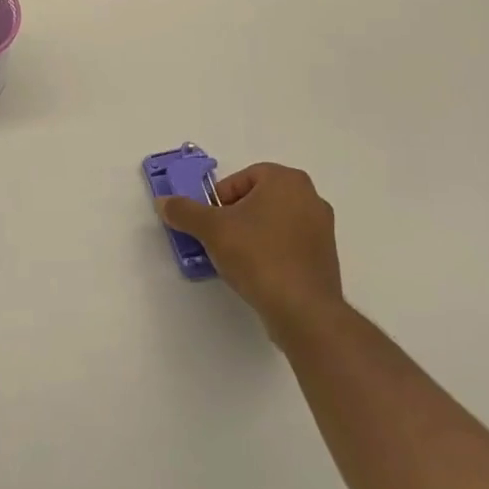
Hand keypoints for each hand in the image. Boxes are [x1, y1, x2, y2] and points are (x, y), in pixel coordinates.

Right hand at [159, 162, 344, 345]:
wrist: (303, 310)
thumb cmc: (258, 256)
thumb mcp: (211, 229)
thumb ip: (184, 211)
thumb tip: (164, 202)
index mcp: (286, 180)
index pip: (241, 179)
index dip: (220, 200)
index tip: (212, 223)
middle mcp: (310, 197)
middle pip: (258, 199)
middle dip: (235, 216)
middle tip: (220, 239)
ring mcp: (322, 228)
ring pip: (273, 222)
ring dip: (252, 235)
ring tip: (236, 260)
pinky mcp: (325, 257)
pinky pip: (289, 245)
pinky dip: (271, 252)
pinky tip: (258, 274)